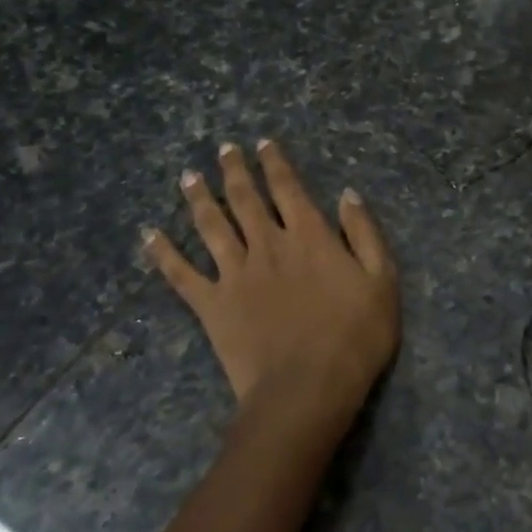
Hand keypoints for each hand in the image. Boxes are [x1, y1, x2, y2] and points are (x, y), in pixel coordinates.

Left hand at [143, 140, 399, 430]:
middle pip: (245, 199)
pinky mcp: (211, 305)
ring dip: (199, 198)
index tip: (263, 143)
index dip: (275, 163)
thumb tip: (347, 194)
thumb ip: (365, 233)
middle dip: (234, 170)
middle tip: (222, 149)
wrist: (307, 388)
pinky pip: (181, 274)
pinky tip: (149, 235)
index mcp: (309, 236)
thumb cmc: (355, 336)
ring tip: (188, 176)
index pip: (288, 188)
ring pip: (211, 226)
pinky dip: (163, 253)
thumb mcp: (382, 280)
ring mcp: (235, 274)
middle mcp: (267, 245)